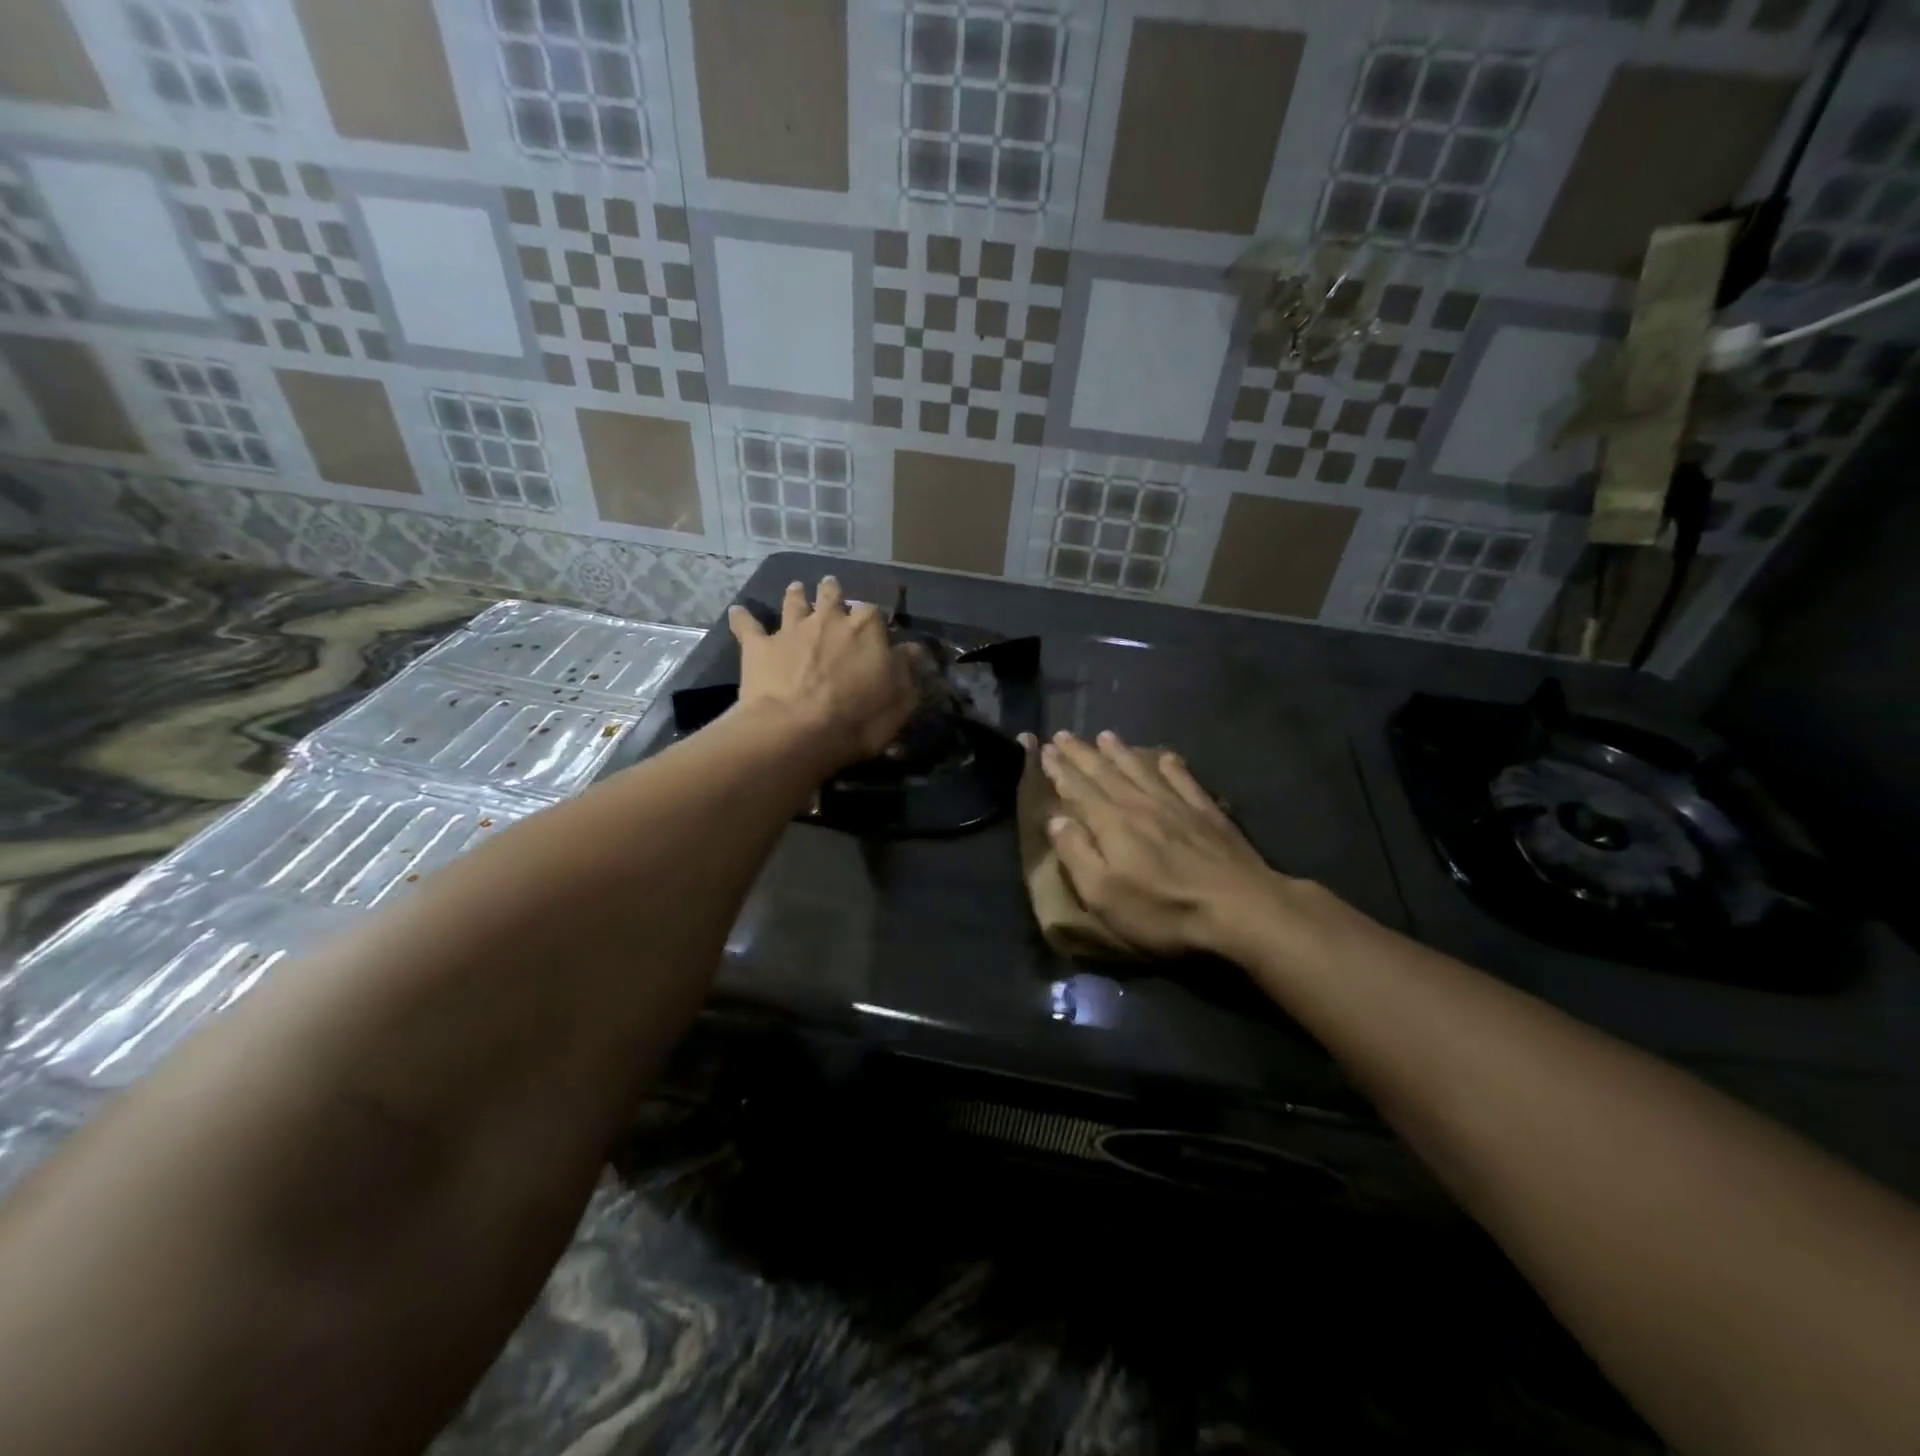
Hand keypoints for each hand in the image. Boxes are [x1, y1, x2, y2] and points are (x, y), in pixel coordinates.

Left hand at [730, 577, 918, 770]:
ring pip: (793, 602)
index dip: (874, 620)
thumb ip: (907, 670)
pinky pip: (748, 626)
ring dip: (795, 595)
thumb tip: (912, 649)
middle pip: (831, 596)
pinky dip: (743, 618)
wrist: (796, 731)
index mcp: (866, 629)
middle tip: (831, 588)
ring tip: (796, 588)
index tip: (875, 628)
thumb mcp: (900, 699)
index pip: (874, 613)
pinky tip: (737, 612)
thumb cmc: (858, 719)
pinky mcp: (759, 646)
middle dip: (833, 592)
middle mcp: (828, 620)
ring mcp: (791, 629)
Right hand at [1034, 730, 1285, 956]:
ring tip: (1105, 735)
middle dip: (1081, 754)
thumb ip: (1076, 854)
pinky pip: (1184, 780)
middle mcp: (1140, 804)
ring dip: (1120, 752)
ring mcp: (1177, 805)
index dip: (1060, 771)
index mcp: (1111, 823)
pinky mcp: (1208, 814)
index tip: (1045, 751)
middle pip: (1105, 773)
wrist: (1241, 910)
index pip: (1078, 790)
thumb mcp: (1104, 895)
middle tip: (1063, 735)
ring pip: (1141, 769)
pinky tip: (1165, 756)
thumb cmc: (1163, 910)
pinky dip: (1171, 766)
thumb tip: (1056, 819)